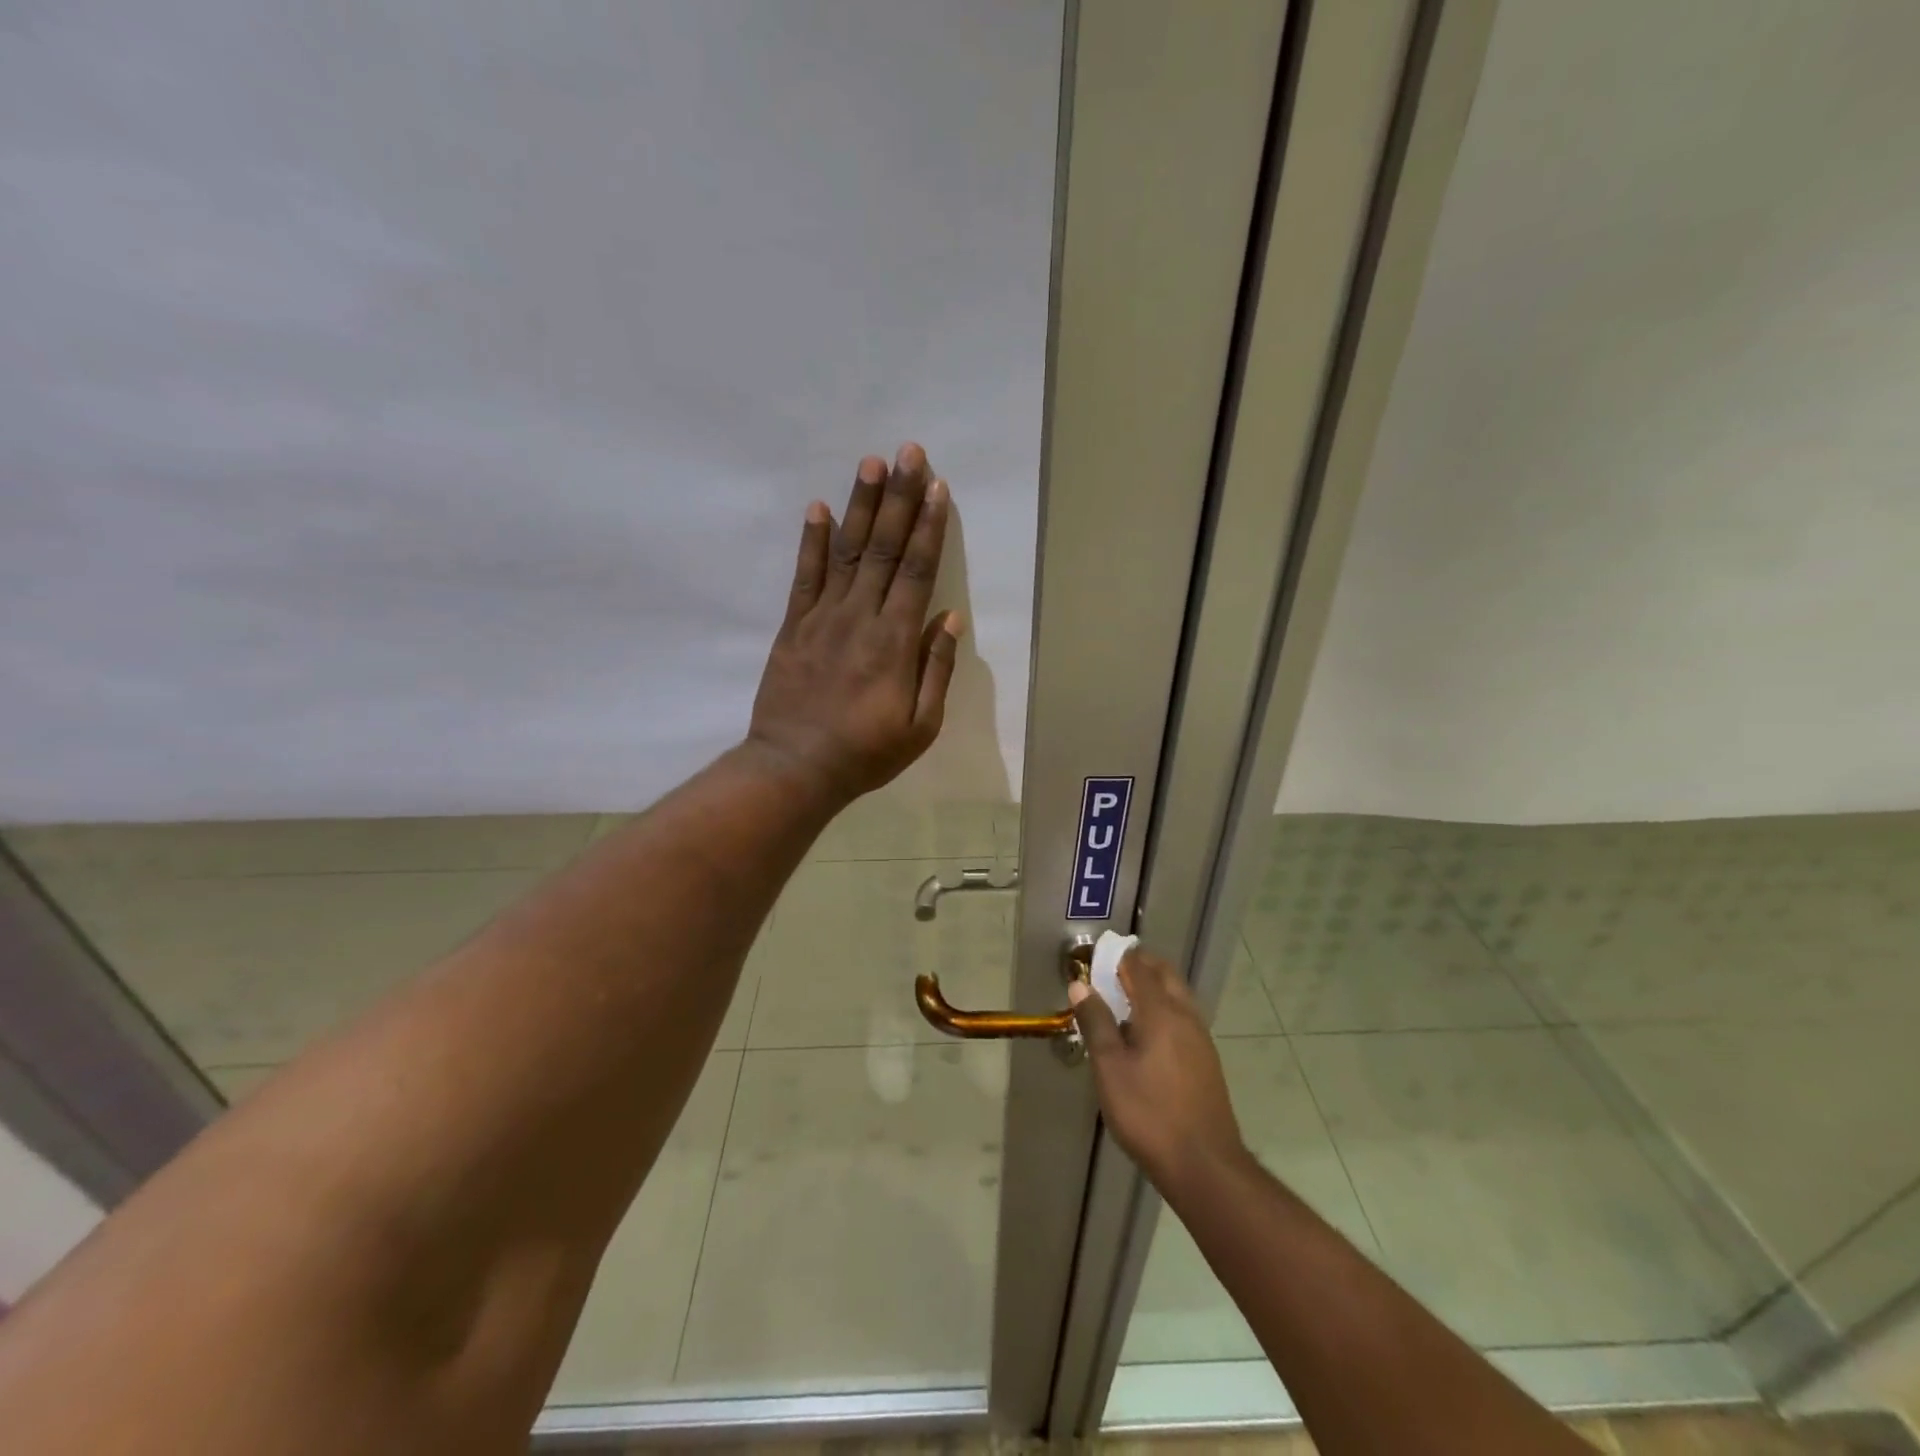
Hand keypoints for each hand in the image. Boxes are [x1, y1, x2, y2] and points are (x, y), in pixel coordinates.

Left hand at [747, 444, 961, 805]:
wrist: (796, 768)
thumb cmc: (866, 752)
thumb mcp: (921, 726)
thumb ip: (936, 669)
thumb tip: (949, 618)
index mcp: (895, 642)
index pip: (917, 571)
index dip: (928, 527)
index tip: (937, 487)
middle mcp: (861, 617)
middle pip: (884, 549)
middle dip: (899, 498)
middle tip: (908, 452)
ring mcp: (822, 618)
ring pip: (847, 552)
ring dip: (860, 506)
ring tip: (870, 463)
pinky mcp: (793, 626)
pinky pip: (804, 576)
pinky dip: (812, 541)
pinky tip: (818, 508)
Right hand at [1069, 948, 1247, 1193]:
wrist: (1205, 1166)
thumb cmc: (1149, 1114)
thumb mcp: (1110, 1069)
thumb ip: (1096, 1023)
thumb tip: (1080, 986)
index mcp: (1161, 1011)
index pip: (1139, 966)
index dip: (1116, 957)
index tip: (1094, 959)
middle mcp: (1185, 1015)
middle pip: (1164, 974)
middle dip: (1138, 966)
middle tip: (1109, 974)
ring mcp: (1200, 1038)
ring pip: (1177, 995)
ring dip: (1153, 987)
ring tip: (1123, 1002)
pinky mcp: (1206, 1060)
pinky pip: (1182, 1017)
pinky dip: (1163, 1009)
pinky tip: (1146, 1035)